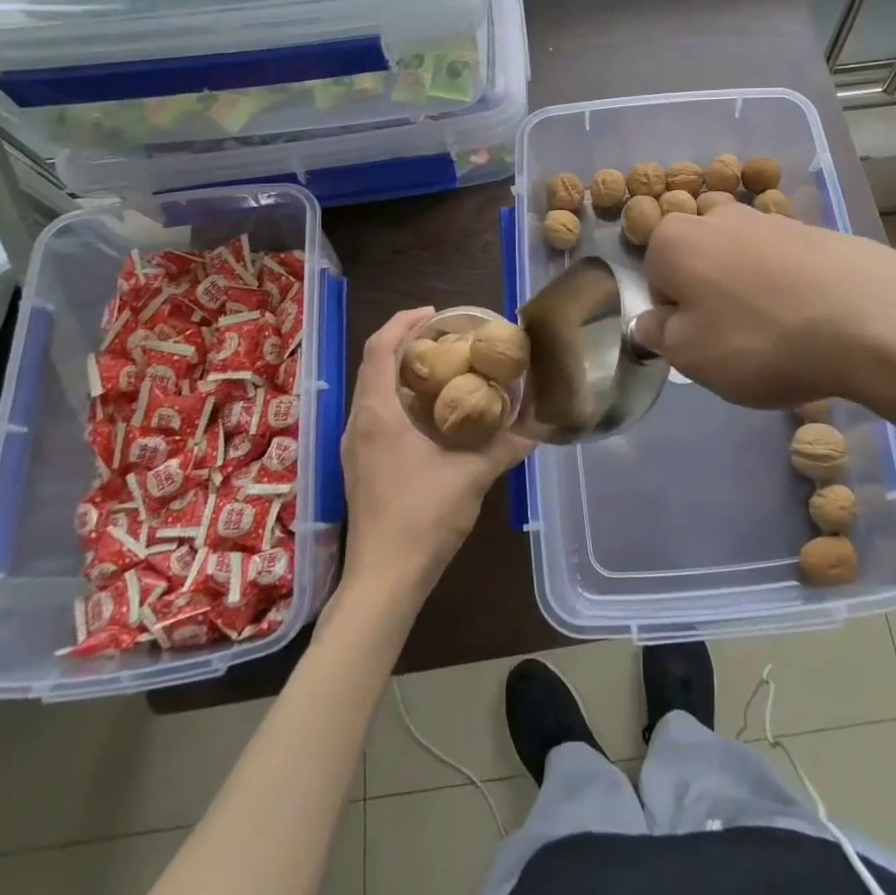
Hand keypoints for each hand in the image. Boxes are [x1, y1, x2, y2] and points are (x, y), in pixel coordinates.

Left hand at [338, 308, 532, 603]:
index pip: (379, 349)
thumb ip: (506, 446)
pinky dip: (400, 398)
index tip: (435, 313)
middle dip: (406, 343)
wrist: (382, 581)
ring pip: (373, 391)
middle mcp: (358, 423)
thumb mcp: (471, 477)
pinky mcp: (360, 466)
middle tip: (447, 337)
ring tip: (443, 367)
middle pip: (374, 365)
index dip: (403, 322)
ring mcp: (354, 447)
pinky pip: (375, 414)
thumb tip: (541, 424)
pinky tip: (431, 413)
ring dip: (402, 372)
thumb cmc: (422, 519)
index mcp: (377, 415)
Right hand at [634, 202, 895, 432]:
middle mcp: (719, 216)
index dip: (673, 314)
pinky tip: (812, 318)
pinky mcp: (817, 230)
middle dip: (709, 294)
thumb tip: (651, 320)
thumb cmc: (759, 340)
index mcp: (676, 239)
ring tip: (780, 332)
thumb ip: (659, 334)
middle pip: (699, 259)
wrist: (870, 319)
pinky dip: (789, 285)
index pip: (655, 277)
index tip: (700, 343)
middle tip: (736, 338)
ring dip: (750, 288)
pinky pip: (786, 262)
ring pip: (743, 257)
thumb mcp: (691, 356)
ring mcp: (772, 218)